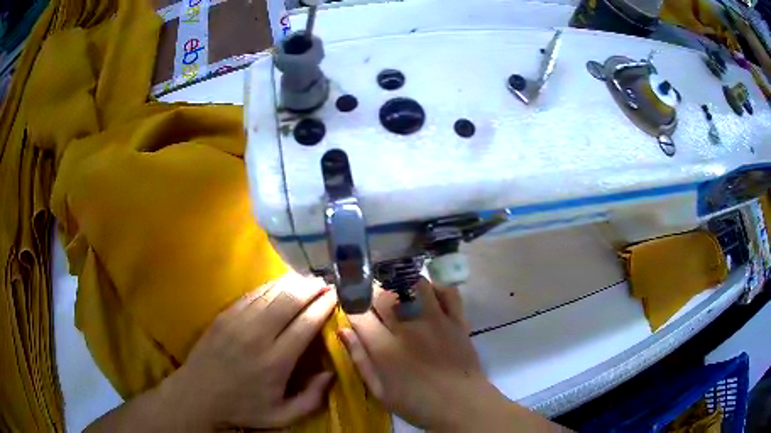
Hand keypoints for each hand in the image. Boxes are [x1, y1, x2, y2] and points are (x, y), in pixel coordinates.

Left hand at [162, 274, 336, 429]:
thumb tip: (331, 374)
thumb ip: (311, 399)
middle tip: (325, 283)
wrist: (198, 395)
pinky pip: (252, 294)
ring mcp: (238, 321)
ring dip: (292, 283)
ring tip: (307, 281)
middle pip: (289, 301)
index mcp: (276, 361)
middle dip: (311, 288)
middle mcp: (258, 336)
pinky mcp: (224, 315)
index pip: (306, 324)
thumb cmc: (242, 408)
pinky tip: (279, 285)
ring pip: (270, 292)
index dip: (323, 306)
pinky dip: (270, 287)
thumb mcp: (281, 416)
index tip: (336, 295)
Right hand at [338, 278, 501, 429]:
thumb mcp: (380, 391)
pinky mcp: (457, 320)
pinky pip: (447, 291)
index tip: (352, 310)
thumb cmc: (417, 404)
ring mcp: (436, 320)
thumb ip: (360, 360)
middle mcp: (408, 327)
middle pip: (383, 294)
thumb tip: (343, 331)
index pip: (359, 313)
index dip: (350, 306)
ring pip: (414, 285)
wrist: (462, 405)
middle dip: (373, 295)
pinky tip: (429, 296)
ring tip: (400, 297)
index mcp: (385, 347)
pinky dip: (436, 288)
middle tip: (374, 307)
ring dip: (403, 287)